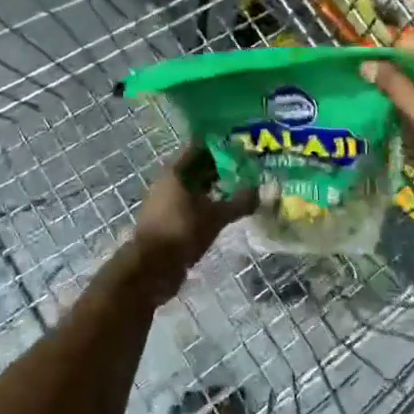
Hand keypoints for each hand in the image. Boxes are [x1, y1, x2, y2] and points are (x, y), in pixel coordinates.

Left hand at [131, 145, 255, 269]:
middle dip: (220, 166)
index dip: (220, 144)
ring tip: (239, 188)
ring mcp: (165, 201)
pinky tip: (223, 210)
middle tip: (246, 167)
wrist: (151, 269)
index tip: (241, 145)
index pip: (199, 146)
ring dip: (214, 187)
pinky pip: (190, 204)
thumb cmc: (182, 232)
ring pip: (193, 187)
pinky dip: (205, 204)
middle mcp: (167, 181)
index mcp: (175, 172)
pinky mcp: (166, 219)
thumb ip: (240, 202)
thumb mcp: (216, 216)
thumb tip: (262, 191)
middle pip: (196, 167)